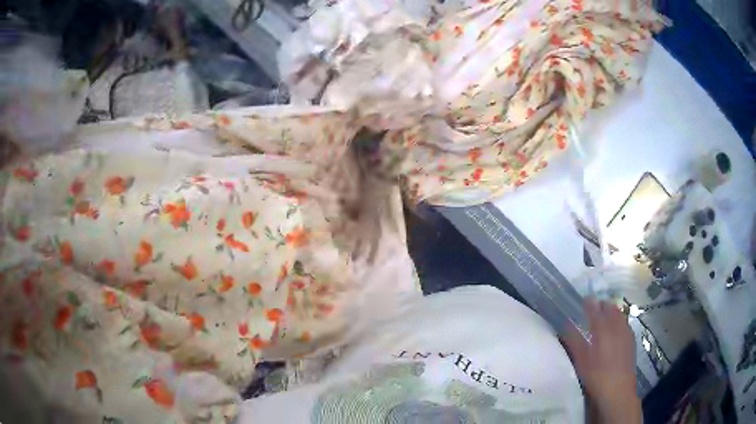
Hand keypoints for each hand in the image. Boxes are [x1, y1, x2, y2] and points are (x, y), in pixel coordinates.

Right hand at [562, 299, 640, 423]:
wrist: (618, 389)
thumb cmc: (596, 375)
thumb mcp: (580, 361)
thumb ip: (574, 341)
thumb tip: (566, 324)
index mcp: (602, 328)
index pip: (594, 308)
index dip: (588, 302)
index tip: (583, 300)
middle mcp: (616, 325)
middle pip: (609, 307)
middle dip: (601, 305)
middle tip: (593, 309)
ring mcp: (626, 331)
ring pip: (618, 314)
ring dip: (611, 311)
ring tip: (604, 317)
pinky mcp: (631, 339)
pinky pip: (624, 323)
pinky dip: (618, 321)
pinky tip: (615, 331)